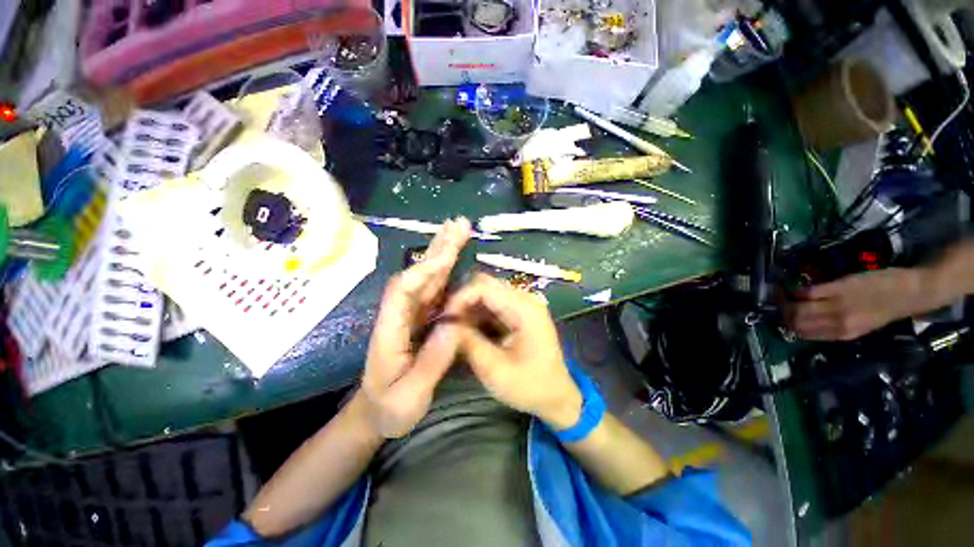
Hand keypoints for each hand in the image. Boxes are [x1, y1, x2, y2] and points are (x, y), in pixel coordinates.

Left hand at [360, 218, 471, 437]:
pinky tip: (457, 258)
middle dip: (437, 249)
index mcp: (389, 331)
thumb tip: (454, 324)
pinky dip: (448, 271)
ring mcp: (412, 314)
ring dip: (443, 253)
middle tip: (457, 225)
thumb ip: (432, 362)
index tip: (446, 256)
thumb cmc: (389, 409)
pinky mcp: (423, 317)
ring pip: (428, 277)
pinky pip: (437, 289)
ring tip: (459, 231)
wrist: (376, 412)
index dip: (424, 271)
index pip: (403, 292)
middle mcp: (399, 314)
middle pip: (417, 275)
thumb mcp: (410, 397)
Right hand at [444, 273, 582, 429]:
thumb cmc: (529, 387)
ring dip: (468, 307)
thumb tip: (445, 323)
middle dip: (462, 301)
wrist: (557, 397)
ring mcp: (523, 304)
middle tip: (445, 322)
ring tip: (453, 328)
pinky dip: (477, 314)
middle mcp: (525, 299)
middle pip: (485, 285)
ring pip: (486, 293)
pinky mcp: (519, 313)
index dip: (459, 298)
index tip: (443, 319)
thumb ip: (468, 342)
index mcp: (524, 308)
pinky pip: (492, 305)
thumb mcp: (494, 369)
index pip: (484, 287)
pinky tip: (467, 330)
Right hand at [787, 267, 926, 340]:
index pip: (803, 334)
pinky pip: (808, 292)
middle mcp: (838, 323)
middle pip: (796, 322)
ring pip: (798, 308)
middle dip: (782, 314)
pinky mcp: (839, 288)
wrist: (910, 293)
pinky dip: (796, 290)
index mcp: (842, 335)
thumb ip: (834, 325)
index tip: (780, 317)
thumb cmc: (884, 310)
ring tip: (781, 296)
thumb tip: (805, 323)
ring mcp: (838, 305)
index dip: (788, 326)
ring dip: (784, 301)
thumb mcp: (860, 325)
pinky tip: (795, 288)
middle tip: (777, 305)